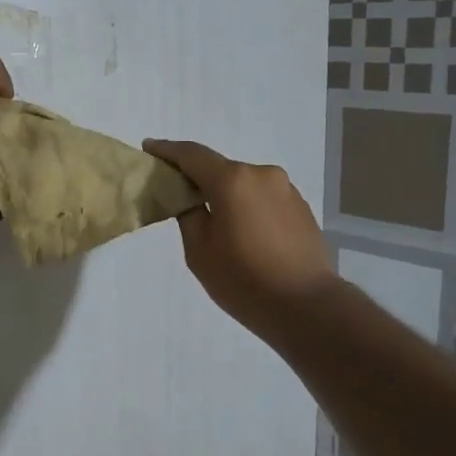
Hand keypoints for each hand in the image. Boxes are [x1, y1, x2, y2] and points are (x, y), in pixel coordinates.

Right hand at [141, 140, 334, 341]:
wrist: (307, 306)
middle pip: (220, 169)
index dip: (167, 150)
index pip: (192, 155)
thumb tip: (190, 199)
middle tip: (177, 196)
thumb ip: (188, 215)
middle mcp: (262, 174)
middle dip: (197, 178)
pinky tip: (244, 233)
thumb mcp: (199, 252)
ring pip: (244, 184)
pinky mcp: (301, 207)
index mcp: (232, 180)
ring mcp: (286, 189)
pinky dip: (247, 206)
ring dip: (225, 195)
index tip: (149, 149)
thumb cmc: (244, 280)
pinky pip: (263, 198)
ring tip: (213, 222)